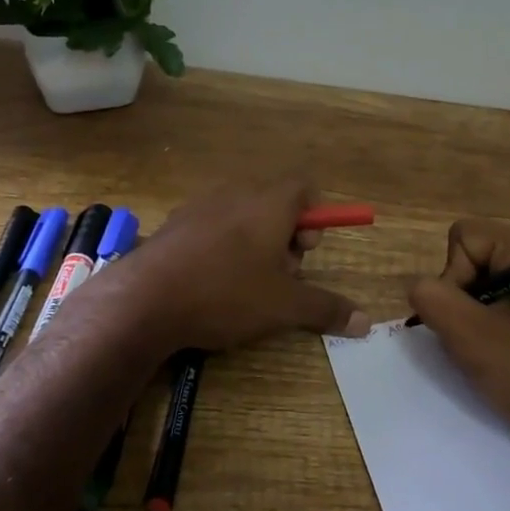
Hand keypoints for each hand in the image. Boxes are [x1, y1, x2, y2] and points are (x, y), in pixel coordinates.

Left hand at [99, 178, 369, 353]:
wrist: (144, 300)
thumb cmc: (226, 293)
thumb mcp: (283, 307)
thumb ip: (326, 309)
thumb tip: (366, 323)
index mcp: (269, 203)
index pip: (305, 187)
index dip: (314, 218)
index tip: (305, 252)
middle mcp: (236, 194)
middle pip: (275, 203)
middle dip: (285, 238)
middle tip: (280, 276)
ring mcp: (200, 206)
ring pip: (242, 216)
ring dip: (254, 244)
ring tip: (245, 284)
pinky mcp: (173, 224)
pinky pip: (212, 227)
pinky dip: (222, 247)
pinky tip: (211, 283)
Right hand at [407, 220, 509, 481]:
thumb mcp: (471, 336)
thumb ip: (431, 299)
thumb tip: (419, 287)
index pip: (461, 239)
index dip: (452, 280)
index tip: (471, 323)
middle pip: (473, 259)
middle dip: (464, 301)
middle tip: (482, 344)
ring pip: (485, 286)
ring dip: (478, 321)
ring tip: (496, 356)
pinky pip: (507, 305)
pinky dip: (497, 330)